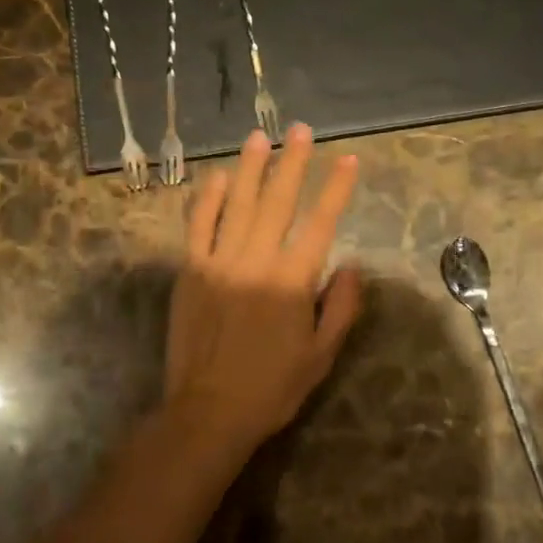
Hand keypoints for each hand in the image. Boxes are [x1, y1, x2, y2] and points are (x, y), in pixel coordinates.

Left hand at [165, 125, 361, 462]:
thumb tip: (352, 266)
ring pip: (237, 203)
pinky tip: (216, 176)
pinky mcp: (190, 270)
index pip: (320, 223)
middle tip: (300, 131)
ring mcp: (218, 261)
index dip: (336, 189)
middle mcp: (255, 261)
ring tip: (259, 138)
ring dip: (250, 168)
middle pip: (278, 201)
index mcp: (291, 281)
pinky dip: (207, 198)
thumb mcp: (320, 355)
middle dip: (293, 162)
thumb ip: (340, 307)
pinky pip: (198, 225)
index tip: (348, 160)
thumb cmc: (271, 387)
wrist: (207, 411)